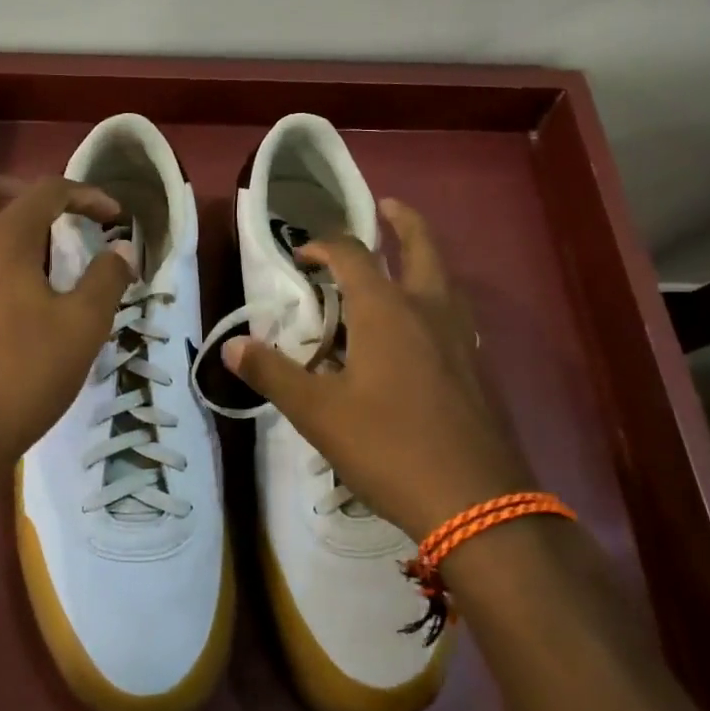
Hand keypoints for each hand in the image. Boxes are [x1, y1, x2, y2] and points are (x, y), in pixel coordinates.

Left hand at [0, 176, 134, 492]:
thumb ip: (106, 279)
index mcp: (0, 242)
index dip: (85, 195)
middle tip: (41, 212)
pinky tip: (4, 318)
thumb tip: (121, 251)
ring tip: (34, 272)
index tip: (113, 216)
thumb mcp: (84, 326)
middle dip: (6, 189)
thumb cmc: (27, 374)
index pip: (45, 193)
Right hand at [223, 199, 530, 541]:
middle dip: (403, 222)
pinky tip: (422, 333)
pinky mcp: (478, 370)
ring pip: (444, 281)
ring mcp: (461, 340)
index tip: (302, 255)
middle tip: (387, 206)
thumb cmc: (389, 448)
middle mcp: (428, 311)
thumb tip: (232, 345)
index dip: (324, 244)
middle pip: (421, 246)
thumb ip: (273, 374)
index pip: (352, 254)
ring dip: (424, 260)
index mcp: (386, 310)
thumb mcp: (318, 413)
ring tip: (403, 263)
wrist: (477, 504)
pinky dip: (436, 303)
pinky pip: (454, 317)